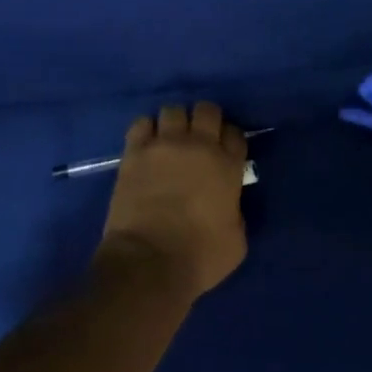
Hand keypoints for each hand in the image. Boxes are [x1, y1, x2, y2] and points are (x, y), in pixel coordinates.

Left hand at [98, 102, 249, 298]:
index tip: (224, 151)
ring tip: (170, 139)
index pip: (235, 134)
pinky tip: (147, 144)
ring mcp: (163, 146)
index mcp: (227, 167)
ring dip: (174, 122)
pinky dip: (146, 130)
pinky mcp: (134, 153)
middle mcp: (198, 147)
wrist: (149, 260)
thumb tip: (226, 204)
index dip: (230, 139)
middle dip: (205, 120)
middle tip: (199, 139)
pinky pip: (141, 124)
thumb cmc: (199, 257)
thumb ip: (235, 212)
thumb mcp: (236, 240)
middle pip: (206, 110)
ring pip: (172, 110)